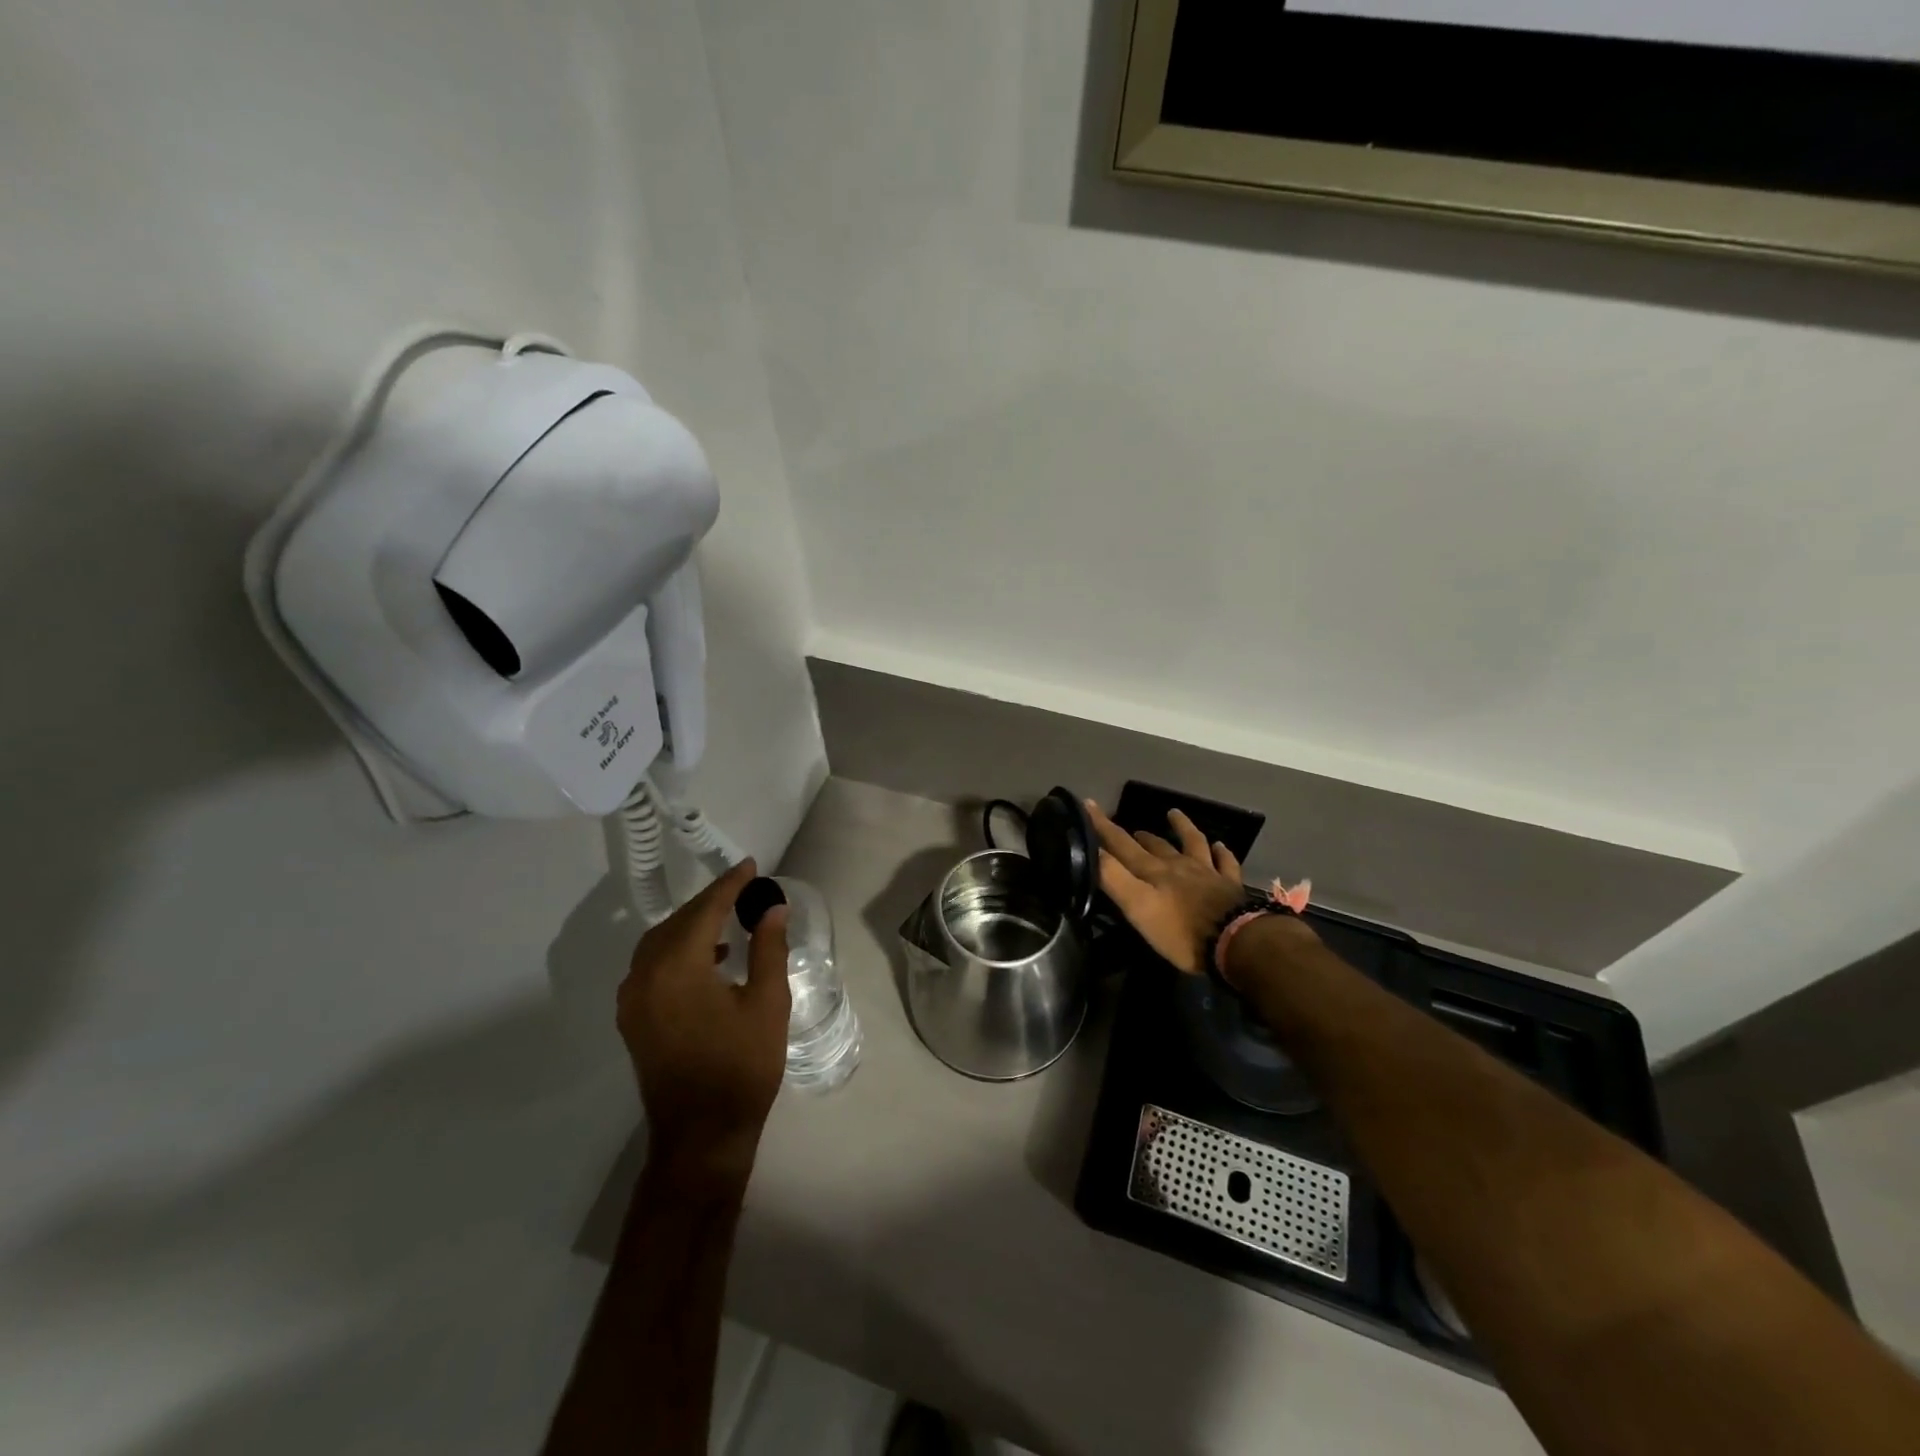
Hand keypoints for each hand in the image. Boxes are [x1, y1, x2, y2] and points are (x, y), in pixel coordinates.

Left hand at [618, 859, 790, 1186]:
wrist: (702, 1135)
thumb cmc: (742, 1066)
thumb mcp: (768, 1003)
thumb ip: (769, 948)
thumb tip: (772, 908)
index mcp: (677, 968)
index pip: (705, 910)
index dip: (730, 885)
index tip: (751, 866)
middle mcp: (645, 976)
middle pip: (678, 922)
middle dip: (710, 902)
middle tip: (743, 889)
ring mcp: (633, 999)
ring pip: (660, 942)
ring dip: (692, 925)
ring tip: (728, 919)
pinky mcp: (633, 1019)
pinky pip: (652, 966)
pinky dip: (678, 950)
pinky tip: (709, 959)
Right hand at [1086, 800, 1247, 975]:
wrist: (1236, 943)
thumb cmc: (1181, 931)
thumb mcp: (1138, 907)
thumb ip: (1113, 877)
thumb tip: (1090, 849)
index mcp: (1153, 871)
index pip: (1121, 843)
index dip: (1102, 825)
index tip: (1088, 803)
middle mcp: (1178, 865)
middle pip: (1154, 845)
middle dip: (1137, 836)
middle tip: (1128, 829)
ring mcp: (1207, 873)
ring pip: (1192, 843)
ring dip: (1182, 828)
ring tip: (1173, 813)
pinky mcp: (1230, 886)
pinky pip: (1226, 863)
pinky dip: (1221, 852)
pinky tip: (1220, 845)